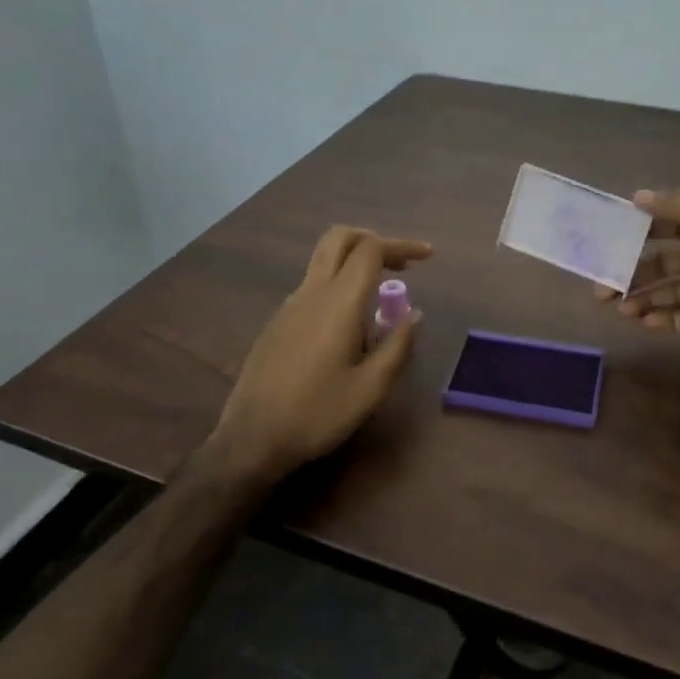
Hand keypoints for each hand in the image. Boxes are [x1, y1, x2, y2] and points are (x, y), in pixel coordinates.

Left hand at [215, 226, 429, 482]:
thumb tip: (415, 314)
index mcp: (338, 303)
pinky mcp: (277, 323)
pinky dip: (338, 287)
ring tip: (380, 304)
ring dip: (355, 265)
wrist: (251, 439)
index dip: (402, 245)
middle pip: (338, 239)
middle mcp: (311, 293)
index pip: (370, 250)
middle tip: (400, 264)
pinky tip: (349, 329)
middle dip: (372, 240)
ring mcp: (289, 306)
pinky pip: (313, 288)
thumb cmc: (317, 414)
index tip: (428, 256)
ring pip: (323, 262)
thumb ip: (398, 346)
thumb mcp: (370, 388)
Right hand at [595, 190, 679, 359]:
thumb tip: (636, 196)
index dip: (631, 233)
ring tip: (618, 308)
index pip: (659, 226)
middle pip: (657, 263)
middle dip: (628, 272)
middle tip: (600, 288)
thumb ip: (676, 207)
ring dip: (640, 299)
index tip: (601, 243)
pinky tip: (643, 323)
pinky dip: (663, 321)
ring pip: (666, 292)